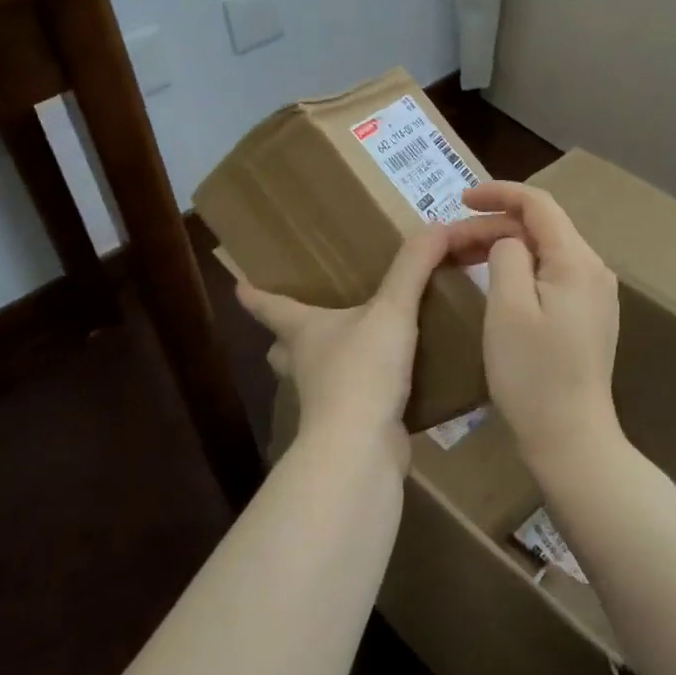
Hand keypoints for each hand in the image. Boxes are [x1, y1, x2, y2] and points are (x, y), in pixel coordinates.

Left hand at [238, 221, 510, 462]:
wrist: (361, 448)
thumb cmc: (362, 370)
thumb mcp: (391, 311)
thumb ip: (413, 268)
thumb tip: (437, 227)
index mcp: (303, 331)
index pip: (269, 306)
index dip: (254, 294)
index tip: (238, 284)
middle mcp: (305, 364)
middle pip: (283, 347)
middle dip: (287, 337)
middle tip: (302, 322)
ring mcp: (322, 399)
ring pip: (313, 376)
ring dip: (324, 364)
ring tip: (350, 348)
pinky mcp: (347, 425)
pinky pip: (349, 400)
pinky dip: (361, 391)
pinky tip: (387, 383)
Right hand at [462, 181, 622, 475]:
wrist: (571, 439)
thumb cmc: (532, 374)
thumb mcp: (507, 308)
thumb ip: (505, 256)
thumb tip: (507, 241)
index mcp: (576, 261)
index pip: (538, 204)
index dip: (498, 193)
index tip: (459, 200)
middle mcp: (593, 270)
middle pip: (540, 227)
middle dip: (493, 226)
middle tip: (449, 241)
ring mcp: (594, 296)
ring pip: (544, 252)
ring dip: (503, 247)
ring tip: (463, 257)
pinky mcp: (587, 317)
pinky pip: (550, 275)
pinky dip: (518, 269)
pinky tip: (493, 281)